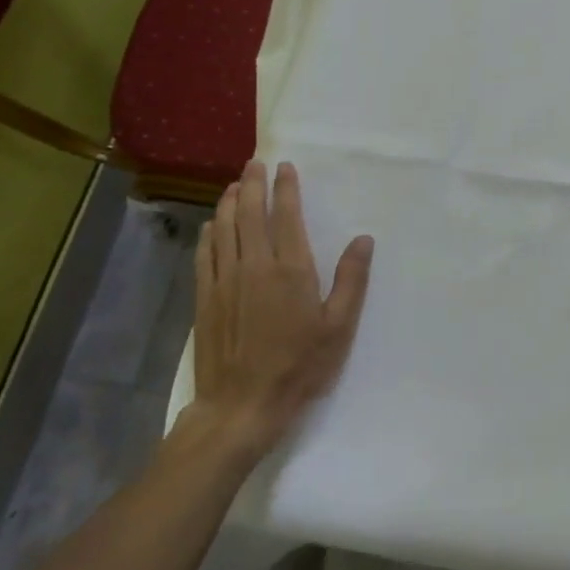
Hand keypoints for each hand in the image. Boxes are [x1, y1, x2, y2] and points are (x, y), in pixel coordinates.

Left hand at [189, 161, 374, 460]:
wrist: (241, 406)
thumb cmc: (299, 366)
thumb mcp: (338, 327)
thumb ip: (351, 280)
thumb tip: (363, 240)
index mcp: (291, 270)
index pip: (286, 216)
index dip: (286, 188)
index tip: (285, 167)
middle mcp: (255, 266)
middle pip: (249, 214)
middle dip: (252, 184)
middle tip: (254, 163)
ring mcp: (225, 281)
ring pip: (224, 228)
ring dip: (229, 202)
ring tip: (234, 185)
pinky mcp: (205, 298)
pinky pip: (205, 254)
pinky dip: (209, 232)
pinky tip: (212, 224)